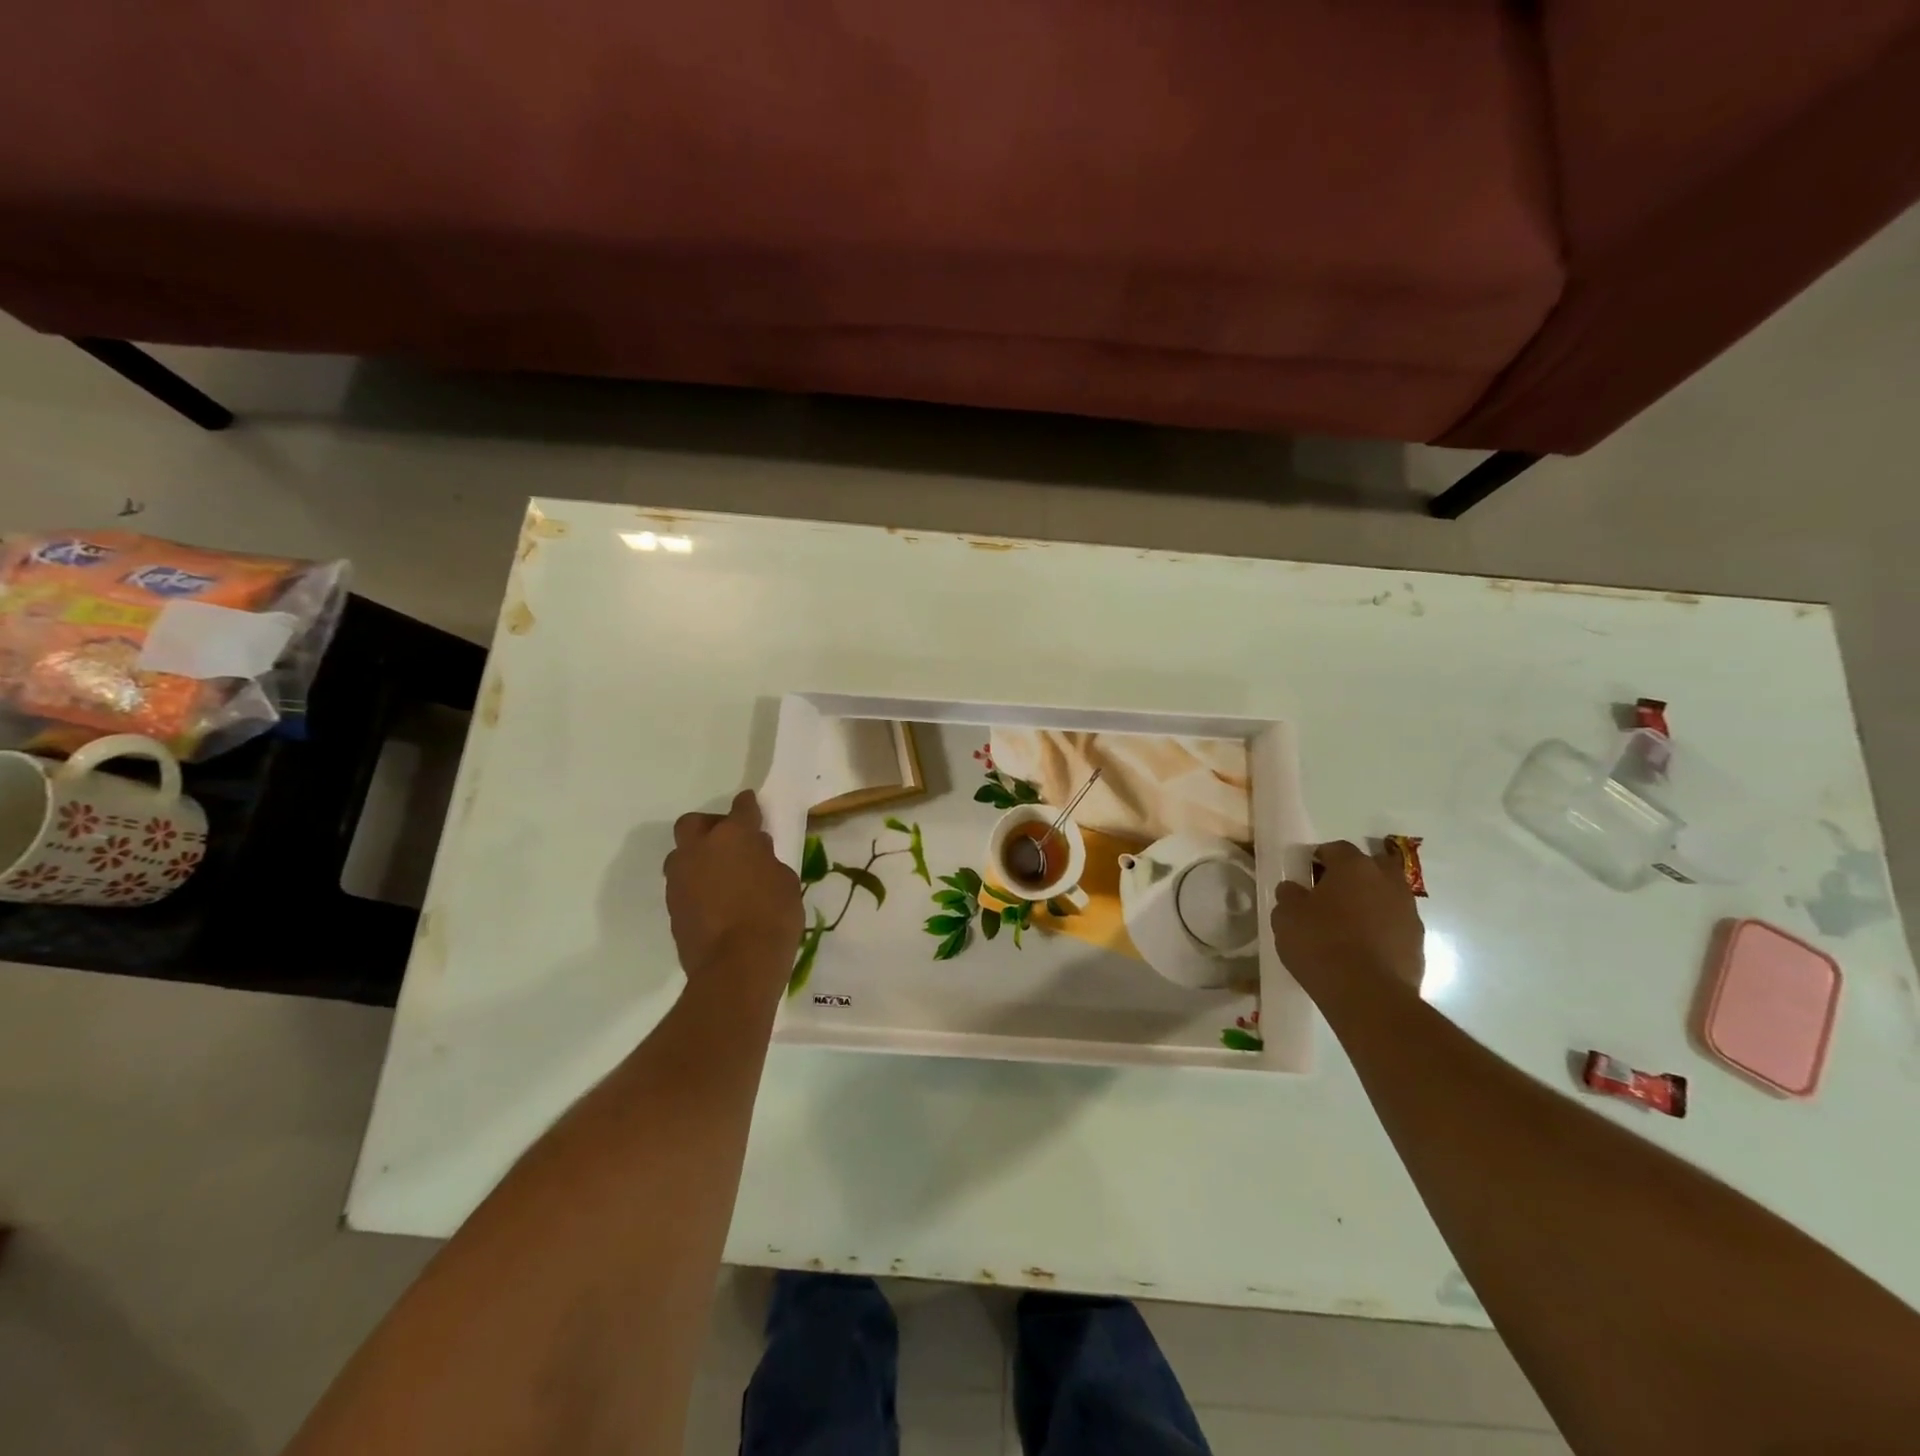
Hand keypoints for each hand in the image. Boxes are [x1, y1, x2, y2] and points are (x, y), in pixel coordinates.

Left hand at [664, 791, 802, 992]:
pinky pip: (683, 884)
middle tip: (729, 841)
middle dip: (710, 826)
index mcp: (733, 836)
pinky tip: (714, 900)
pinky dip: (696, 885)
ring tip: (720, 875)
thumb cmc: (773, 917)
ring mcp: (680, 878)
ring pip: (682, 854)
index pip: (741, 808)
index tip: (752, 806)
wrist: (737, 967)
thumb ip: (766, 859)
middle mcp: (699, 849)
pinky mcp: (672, 906)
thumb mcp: (784, 881)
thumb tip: (754, 854)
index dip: (748, 806)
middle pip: (694, 823)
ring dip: (698, 857)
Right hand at [1271, 840, 1425, 999]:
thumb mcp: (1286, 916)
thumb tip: (1295, 889)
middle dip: (1355, 875)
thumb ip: (1290, 895)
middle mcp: (1387, 881)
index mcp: (1354, 866)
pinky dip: (1382, 930)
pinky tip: (1363, 949)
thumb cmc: (1320, 943)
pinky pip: (1396, 925)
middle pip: (1372, 865)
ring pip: (1388, 896)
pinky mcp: (1418, 943)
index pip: (1335, 848)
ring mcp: (1408, 912)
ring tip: (1348, 926)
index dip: (1319, 859)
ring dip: (1371, 903)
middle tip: (1332, 894)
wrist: (1367, 994)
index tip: (1306, 876)